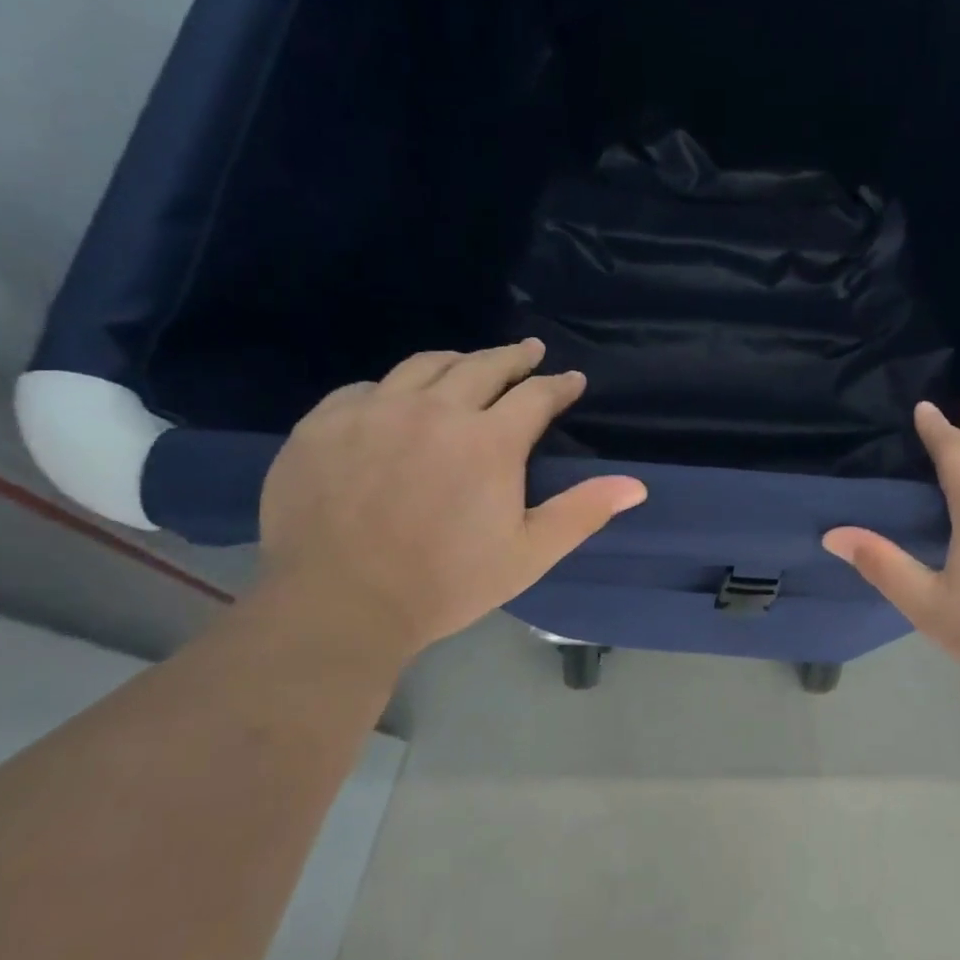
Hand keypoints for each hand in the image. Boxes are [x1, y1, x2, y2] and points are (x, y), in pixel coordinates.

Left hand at [257, 340, 645, 660]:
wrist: (336, 607)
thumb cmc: (444, 584)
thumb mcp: (528, 554)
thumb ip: (582, 512)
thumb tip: (636, 486)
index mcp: (489, 441)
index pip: (536, 394)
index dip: (559, 385)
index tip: (572, 380)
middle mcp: (434, 410)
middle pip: (482, 365)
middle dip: (514, 357)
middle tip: (529, 352)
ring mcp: (373, 412)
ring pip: (423, 366)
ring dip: (457, 361)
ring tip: (469, 364)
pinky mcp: (323, 424)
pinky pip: (366, 388)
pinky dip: (394, 387)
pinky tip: (397, 400)